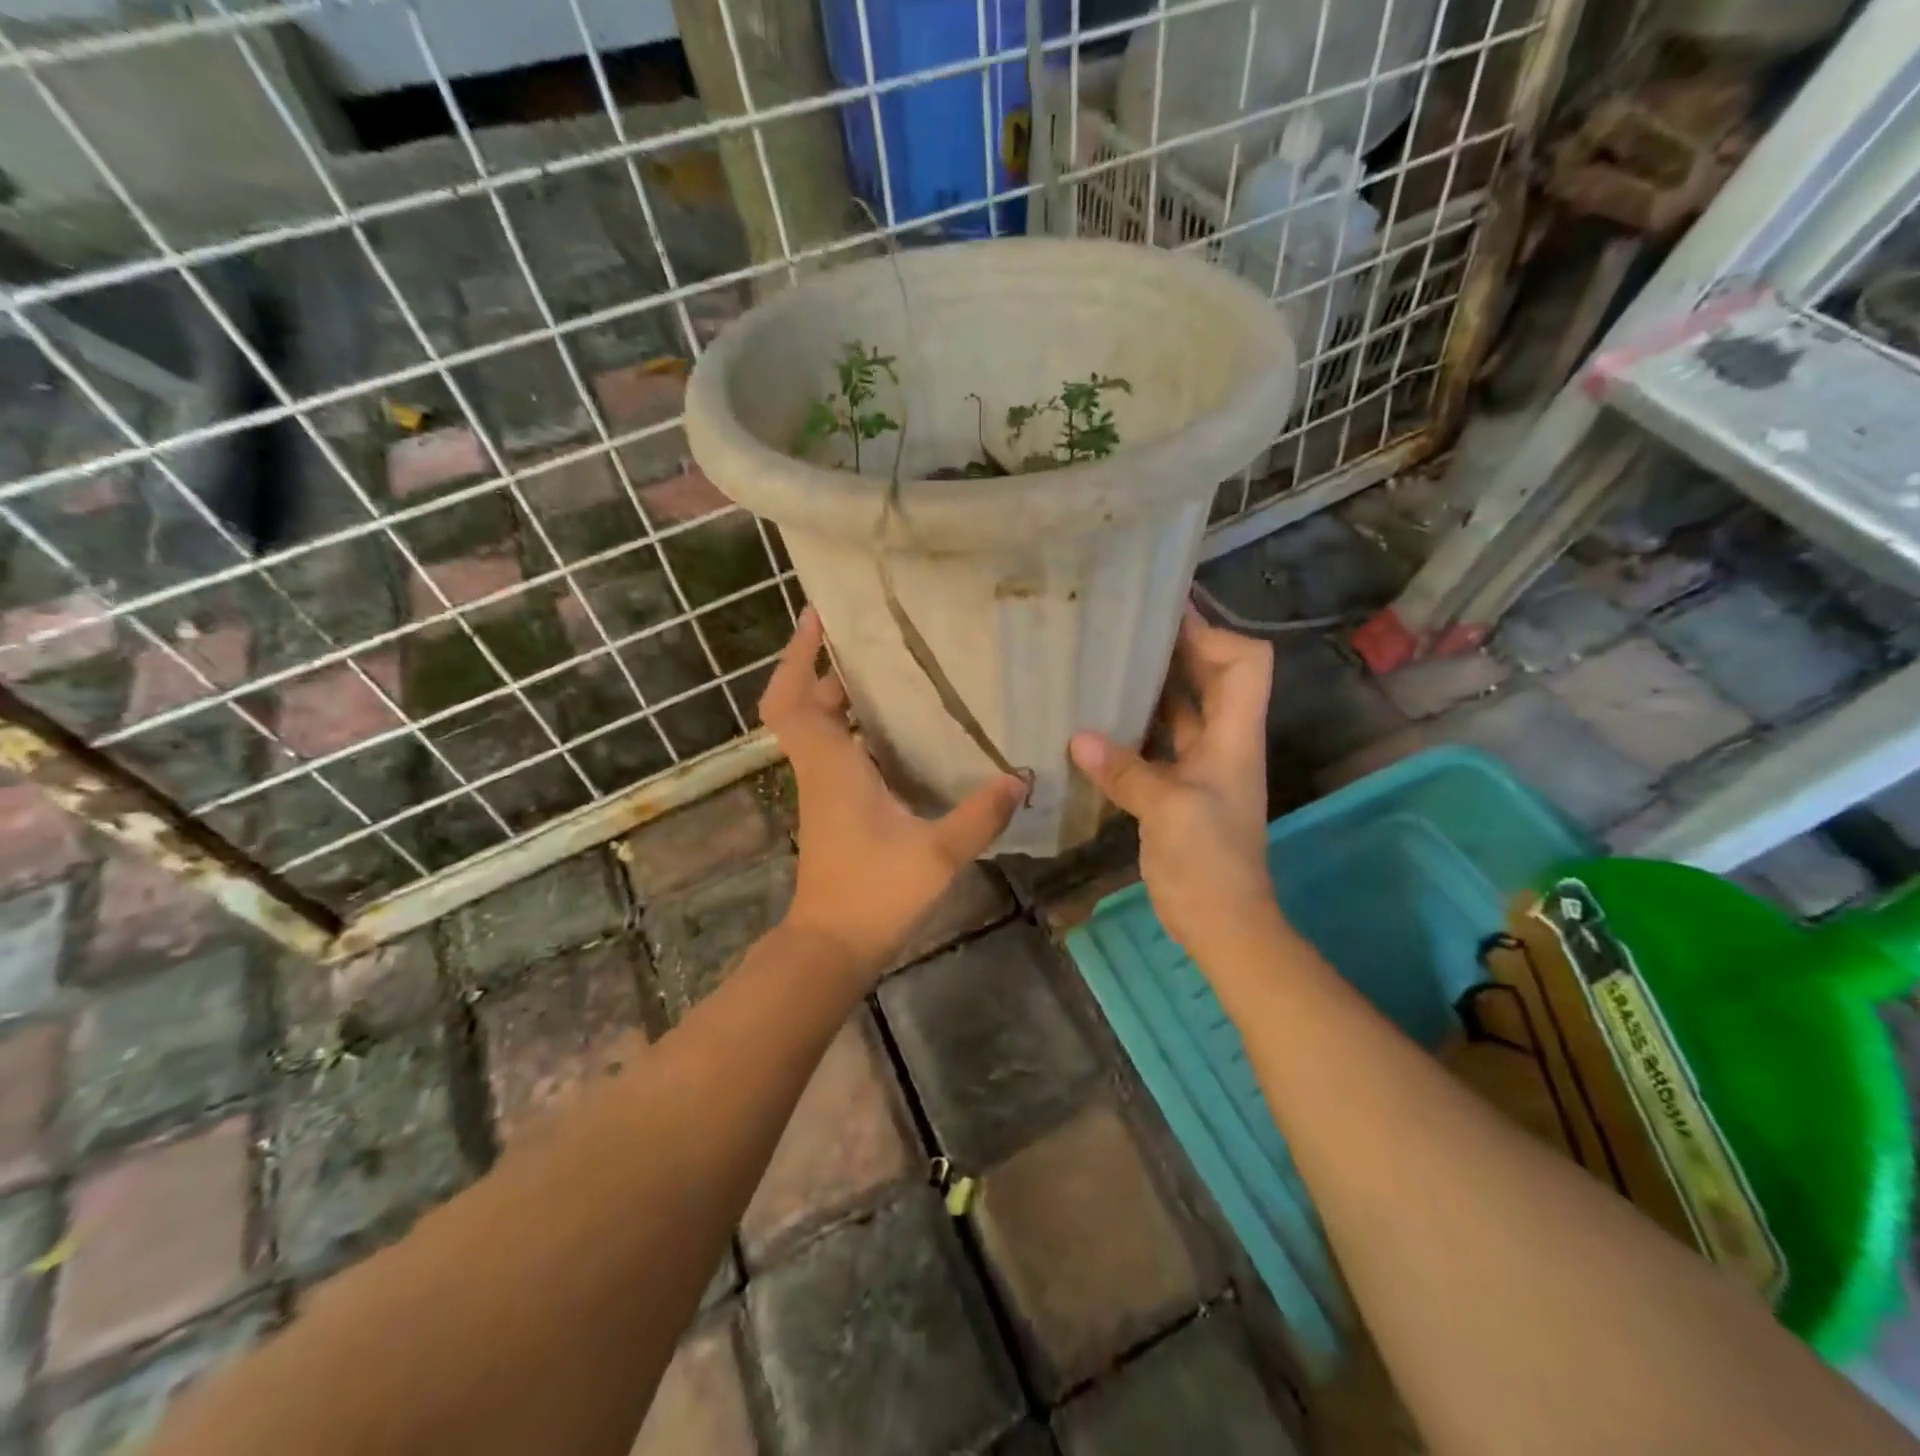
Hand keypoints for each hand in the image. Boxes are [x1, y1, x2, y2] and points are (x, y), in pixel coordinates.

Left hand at [760, 606, 1023, 979]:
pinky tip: (899, 731)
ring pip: (818, 728)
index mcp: (831, 766)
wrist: (832, 948)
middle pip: (804, 704)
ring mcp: (823, 790)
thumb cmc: (874, 895)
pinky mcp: (834, 808)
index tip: (818, 616)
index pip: (793, 698)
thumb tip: (1020, 777)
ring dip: (840, 697)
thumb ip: (979, 815)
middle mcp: (820, 769)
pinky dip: (853, 730)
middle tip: (873, 641)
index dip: (798, 654)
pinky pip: (834, 751)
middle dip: (828, 667)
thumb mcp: (937, 855)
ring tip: (891, 673)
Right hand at [1069, 608, 1280, 962]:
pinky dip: (1132, 728)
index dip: (1212, 634)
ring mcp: (1199, 765)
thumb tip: (1077, 738)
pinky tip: (1094, 723)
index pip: (1245, 663)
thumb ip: (1126, 770)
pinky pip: (1155, 743)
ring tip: (1104, 665)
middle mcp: (1222, 741)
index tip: (1163, 620)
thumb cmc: (1209, 862)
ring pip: (1179, 709)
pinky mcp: (1176, 788)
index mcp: (1235, 736)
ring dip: (1150, 687)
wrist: (1221, 922)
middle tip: (1122, 631)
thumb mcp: (1169, 810)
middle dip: (1175, 650)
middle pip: (1211, 677)